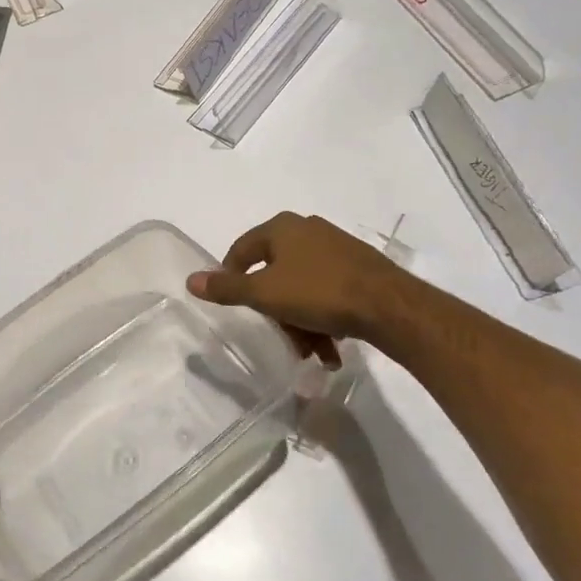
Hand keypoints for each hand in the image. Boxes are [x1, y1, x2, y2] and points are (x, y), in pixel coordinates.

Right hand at [188, 212, 406, 367]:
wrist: (390, 306)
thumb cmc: (318, 293)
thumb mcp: (265, 294)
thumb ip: (227, 288)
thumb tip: (190, 280)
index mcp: (282, 227)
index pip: (241, 249)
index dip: (230, 277)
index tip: (234, 306)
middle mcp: (307, 229)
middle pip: (275, 272)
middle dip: (276, 311)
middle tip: (281, 338)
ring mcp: (336, 247)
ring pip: (302, 286)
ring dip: (301, 321)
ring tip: (311, 353)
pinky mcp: (359, 267)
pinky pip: (328, 292)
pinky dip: (323, 318)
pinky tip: (331, 348)